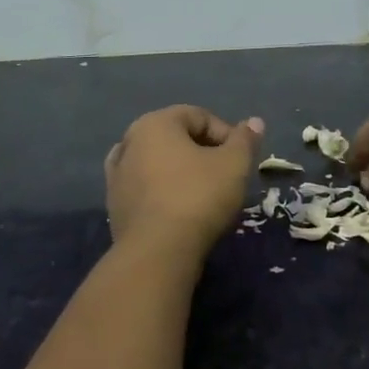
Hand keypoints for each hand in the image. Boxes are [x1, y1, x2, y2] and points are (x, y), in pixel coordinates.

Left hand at [104, 106, 263, 256]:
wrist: (157, 252)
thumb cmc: (198, 197)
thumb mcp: (234, 165)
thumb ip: (245, 140)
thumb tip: (255, 121)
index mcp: (155, 123)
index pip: (199, 116)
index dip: (226, 135)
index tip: (241, 160)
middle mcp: (130, 140)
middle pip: (176, 137)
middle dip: (204, 152)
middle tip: (225, 177)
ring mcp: (117, 173)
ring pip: (159, 163)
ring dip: (181, 172)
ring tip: (203, 194)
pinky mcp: (114, 204)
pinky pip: (146, 187)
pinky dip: (162, 191)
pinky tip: (177, 208)